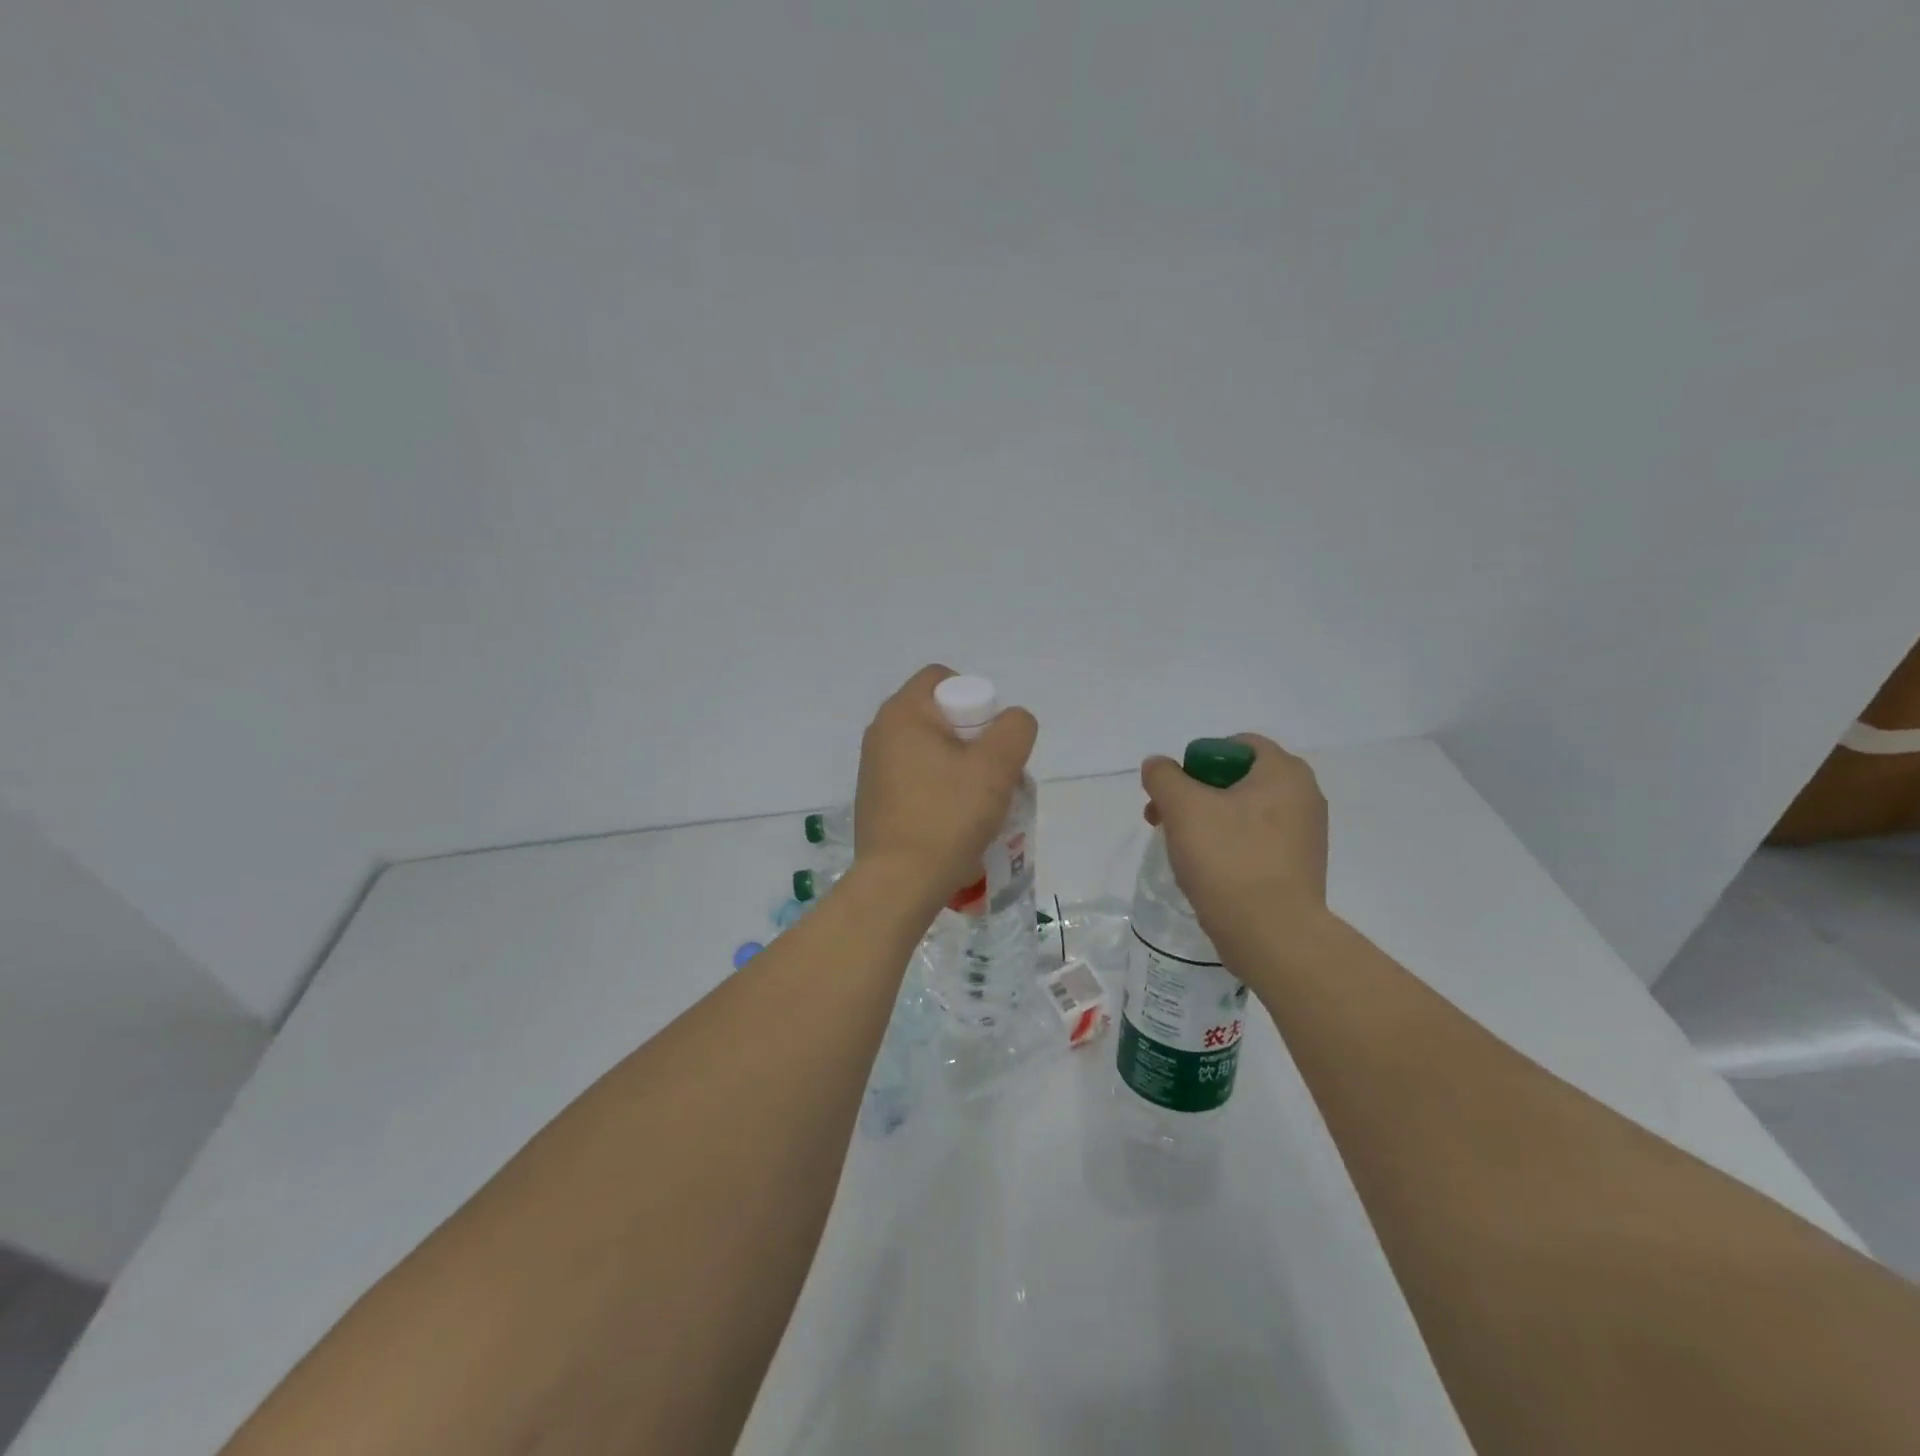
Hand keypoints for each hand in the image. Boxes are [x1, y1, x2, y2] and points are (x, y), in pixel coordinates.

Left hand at [854, 666, 1038, 907]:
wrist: (899, 882)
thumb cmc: (947, 816)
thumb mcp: (996, 767)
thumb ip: (1014, 729)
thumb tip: (1011, 722)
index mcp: (902, 713)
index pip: (943, 678)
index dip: (977, 700)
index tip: (991, 740)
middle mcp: (880, 733)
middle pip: (940, 716)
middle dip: (974, 740)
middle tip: (993, 775)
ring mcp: (873, 768)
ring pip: (930, 751)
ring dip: (960, 769)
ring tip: (979, 804)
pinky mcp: (875, 800)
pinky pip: (917, 779)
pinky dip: (939, 790)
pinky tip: (954, 822)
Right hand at [1140, 734, 1328, 938]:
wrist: (1272, 935)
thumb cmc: (1229, 859)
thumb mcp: (1183, 807)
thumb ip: (1163, 776)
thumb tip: (1159, 767)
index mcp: (1284, 772)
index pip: (1234, 745)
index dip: (1196, 761)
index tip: (1174, 792)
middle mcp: (1303, 796)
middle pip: (1235, 780)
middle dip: (1193, 795)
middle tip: (1163, 820)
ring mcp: (1304, 835)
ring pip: (1241, 813)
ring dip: (1206, 822)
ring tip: (1180, 849)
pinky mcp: (1297, 867)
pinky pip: (1253, 842)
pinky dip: (1227, 847)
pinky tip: (1206, 871)